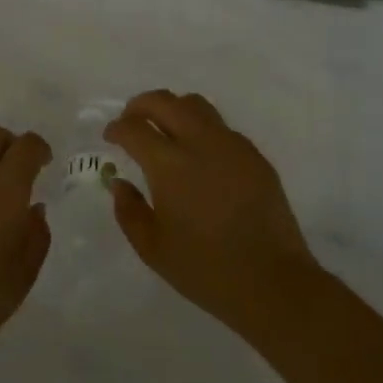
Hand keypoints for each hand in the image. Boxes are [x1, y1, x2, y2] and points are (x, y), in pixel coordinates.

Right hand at [105, 90, 319, 336]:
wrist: (272, 282)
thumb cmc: (205, 269)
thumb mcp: (152, 248)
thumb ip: (128, 210)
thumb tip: (119, 183)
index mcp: (170, 165)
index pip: (135, 128)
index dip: (117, 128)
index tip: (110, 136)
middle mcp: (200, 143)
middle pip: (165, 101)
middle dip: (141, 105)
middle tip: (131, 120)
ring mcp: (232, 146)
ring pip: (196, 105)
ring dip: (173, 109)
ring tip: (165, 130)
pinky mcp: (255, 156)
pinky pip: (221, 128)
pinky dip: (201, 129)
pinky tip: (199, 156)